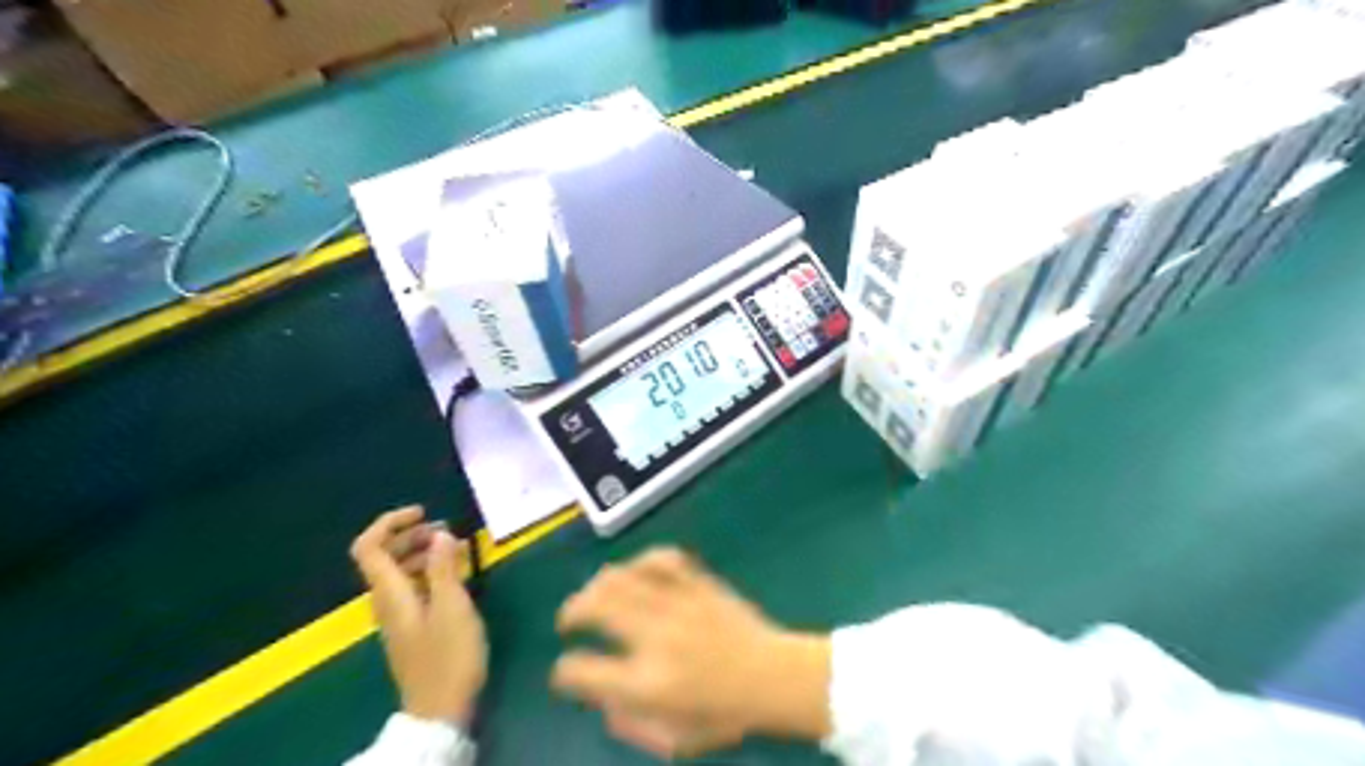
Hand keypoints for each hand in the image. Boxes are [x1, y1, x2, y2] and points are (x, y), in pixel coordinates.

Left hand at [346, 506, 487, 725]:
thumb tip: (439, 534)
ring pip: (400, 572)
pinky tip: (455, 575)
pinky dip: (430, 572)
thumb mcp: (452, 607)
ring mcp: (398, 615)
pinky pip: (412, 587)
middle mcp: (386, 601)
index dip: (390, 522)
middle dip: (411, 535)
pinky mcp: (411, 627)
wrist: (440, 710)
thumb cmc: (448, 656)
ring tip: (458, 549)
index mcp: (390, 593)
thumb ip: (444, 568)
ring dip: (423, 553)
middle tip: (447, 529)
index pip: (369, 547)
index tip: (424, 513)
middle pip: (383, 556)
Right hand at [550, 548, 830, 757]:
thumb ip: (630, 725)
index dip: (564, 671)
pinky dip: (641, 561)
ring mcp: (678, 603)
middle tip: (568, 621)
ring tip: (594, 596)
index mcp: (647, 683)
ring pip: (621, 577)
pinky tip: (636, 572)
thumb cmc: (726, 714)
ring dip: (597, 585)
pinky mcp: (698, 583)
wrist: (776, 677)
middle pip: (595, 606)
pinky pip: (662, 558)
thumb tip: (603, 701)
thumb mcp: (675, 741)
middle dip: (571, 611)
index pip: (583, 669)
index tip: (566, 671)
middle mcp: (656, 636)